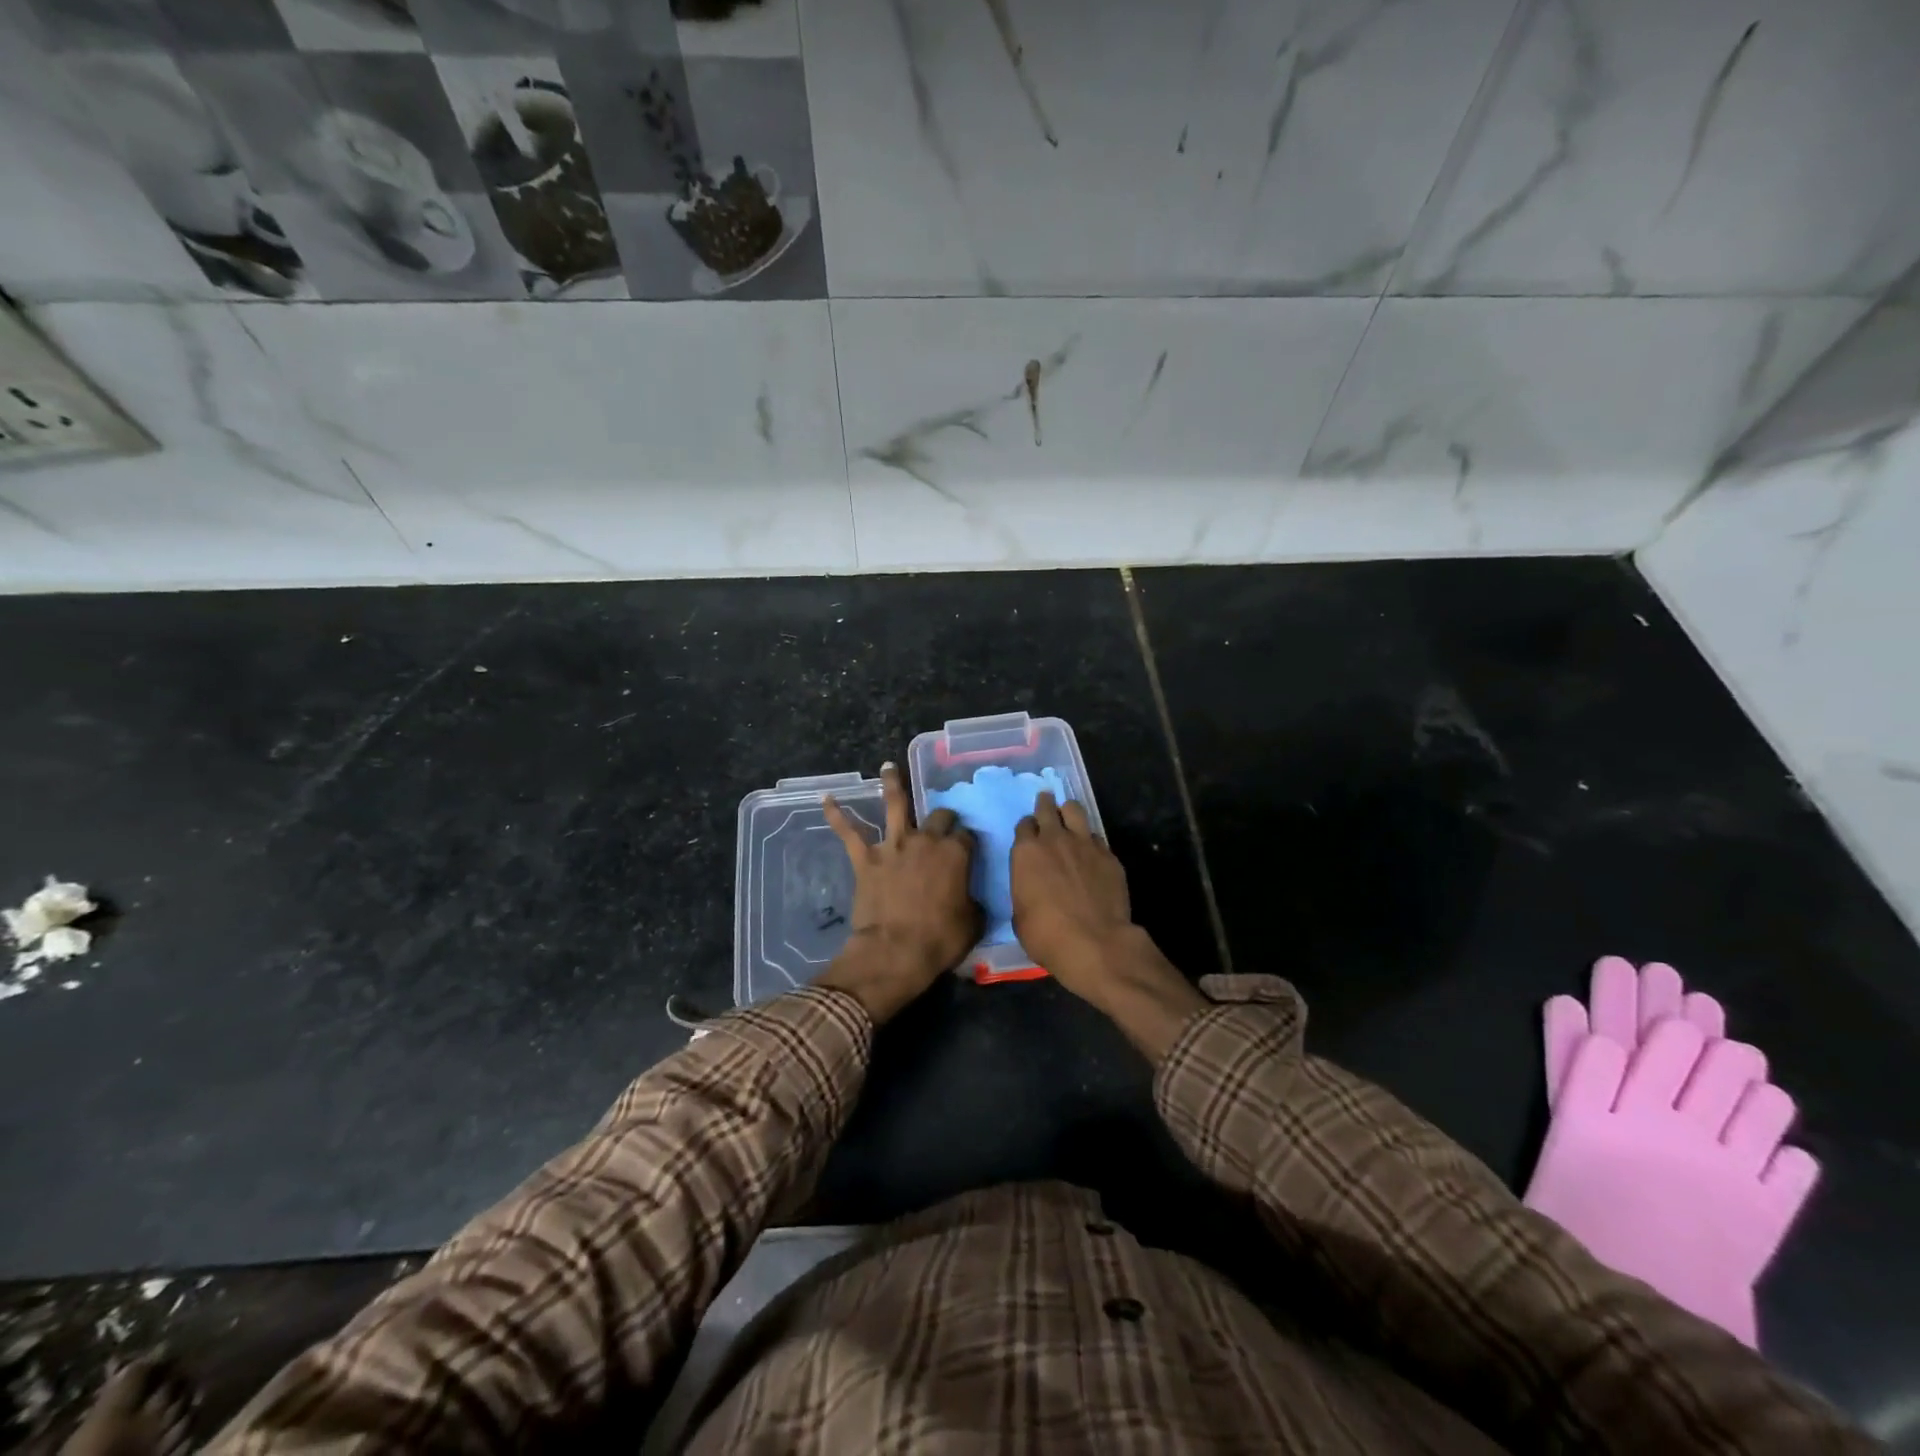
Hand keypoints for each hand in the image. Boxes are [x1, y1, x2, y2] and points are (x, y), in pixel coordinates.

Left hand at [816, 763, 978, 1023]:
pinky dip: (836, 815)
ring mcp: (893, 846)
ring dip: (892, 783)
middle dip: (943, 817)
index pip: (966, 837)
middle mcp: (925, 841)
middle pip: (939, 817)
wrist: (894, 951)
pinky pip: (849, 833)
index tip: (968, 850)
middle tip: (943, 821)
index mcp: (955, 854)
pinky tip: (827, 799)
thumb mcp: (973, 922)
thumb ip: (974, 901)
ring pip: (894, 804)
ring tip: (888, 766)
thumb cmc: (939, 940)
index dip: (968, 842)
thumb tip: (971, 897)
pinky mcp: (866, 859)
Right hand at [1011, 792, 1204, 1059]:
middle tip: (1046, 803)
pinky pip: (1097, 837)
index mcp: (1026, 852)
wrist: (1095, 943)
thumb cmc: (1047, 935)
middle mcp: (1054, 839)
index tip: (1029, 833)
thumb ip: (1024, 889)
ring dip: (1068, 811)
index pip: (1024, 826)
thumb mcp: (1020, 915)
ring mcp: (1085, 844)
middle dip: (1045, 804)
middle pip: (1047, 808)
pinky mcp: (1109, 855)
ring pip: (1075, 810)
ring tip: (1069, 816)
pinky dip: (1091, 840)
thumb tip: (1030, 887)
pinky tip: (1091, 851)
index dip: (1026, 828)